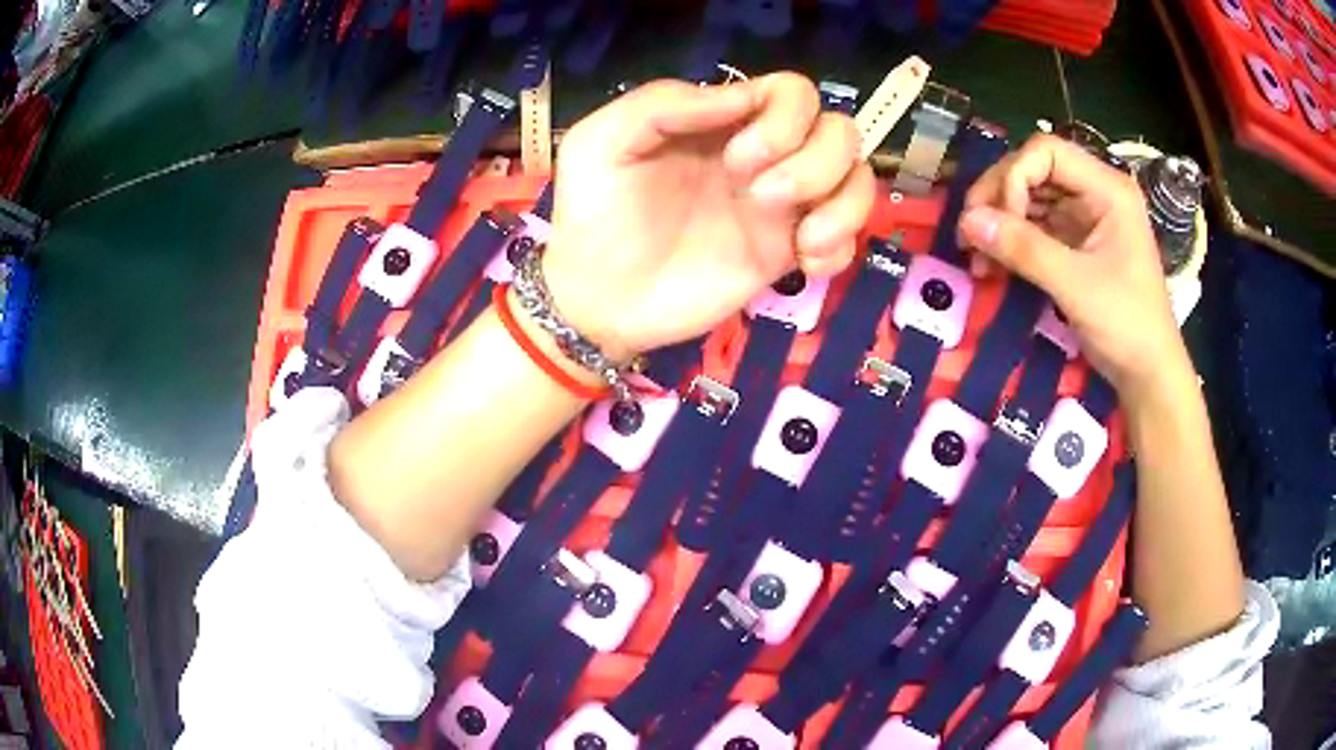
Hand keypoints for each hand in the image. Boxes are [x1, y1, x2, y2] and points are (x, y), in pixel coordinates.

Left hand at [542, 73, 873, 360]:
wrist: (598, 301)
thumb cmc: (595, 216)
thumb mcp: (602, 142)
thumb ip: (662, 104)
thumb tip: (742, 97)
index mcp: (723, 123)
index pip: (793, 93)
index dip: (784, 118)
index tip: (737, 158)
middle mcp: (763, 157)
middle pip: (839, 131)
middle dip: (814, 159)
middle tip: (759, 193)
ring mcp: (780, 208)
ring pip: (858, 179)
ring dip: (841, 203)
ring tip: (798, 239)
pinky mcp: (786, 255)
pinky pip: (849, 239)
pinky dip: (840, 247)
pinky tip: (803, 264)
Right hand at [956, 134, 1188, 401]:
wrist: (1148, 374)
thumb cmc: (1127, 325)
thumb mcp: (1076, 286)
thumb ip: (1024, 249)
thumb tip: (967, 221)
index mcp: (1107, 189)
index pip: (1046, 152)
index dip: (1015, 177)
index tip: (1001, 222)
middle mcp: (1095, 193)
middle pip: (1033, 170)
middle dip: (998, 198)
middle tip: (970, 234)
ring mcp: (1085, 218)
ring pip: (1029, 199)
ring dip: (999, 221)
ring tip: (976, 254)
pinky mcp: (1076, 243)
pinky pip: (1035, 228)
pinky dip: (1011, 242)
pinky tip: (993, 264)